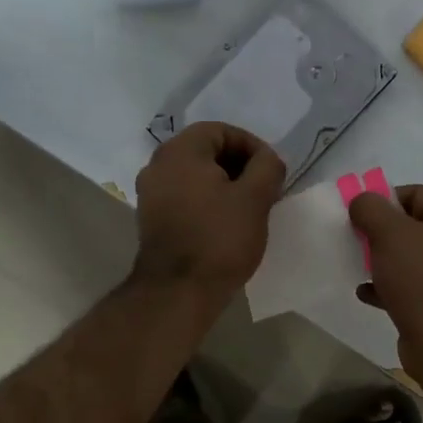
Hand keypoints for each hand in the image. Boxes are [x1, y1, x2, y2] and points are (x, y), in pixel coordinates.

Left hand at [132, 123, 285, 305]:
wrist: (178, 291)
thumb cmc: (219, 239)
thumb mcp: (255, 199)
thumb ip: (267, 168)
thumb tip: (268, 160)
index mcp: (180, 151)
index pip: (221, 131)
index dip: (252, 147)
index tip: (272, 172)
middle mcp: (157, 165)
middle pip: (206, 152)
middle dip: (239, 167)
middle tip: (264, 190)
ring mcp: (150, 194)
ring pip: (195, 176)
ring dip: (224, 186)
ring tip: (249, 209)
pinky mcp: (151, 220)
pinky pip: (184, 197)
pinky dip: (207, 202)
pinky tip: (226, 224)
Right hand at [349, 185, 422, 375]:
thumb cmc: (422, 278)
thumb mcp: (390, 233)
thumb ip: (371, 209)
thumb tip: (361, 200)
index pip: (416, 194)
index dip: (382, 202)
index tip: (356, 218)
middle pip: (413, 226)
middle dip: (380, 234)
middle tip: (354, 242)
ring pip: (412, 258)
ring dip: (382, 261)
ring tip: (356, 267)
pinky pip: (413, 286)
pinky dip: (389, 286)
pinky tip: (365, 292)